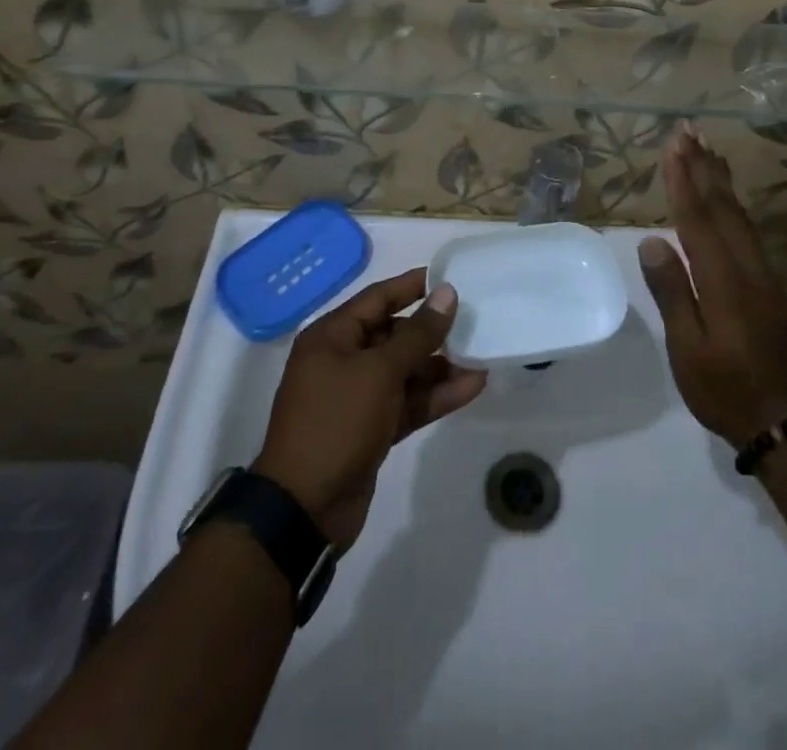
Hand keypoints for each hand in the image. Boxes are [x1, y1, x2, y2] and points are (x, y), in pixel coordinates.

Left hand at [254, 269, 486, 549]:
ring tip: (482, 356)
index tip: (449, 277)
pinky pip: (408, 402)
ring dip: (440, 366)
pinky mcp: (372, 429)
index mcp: (332, 337)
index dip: (413, 286)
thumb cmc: (336, 422)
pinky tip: (473, 386)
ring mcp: (357, 397)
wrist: (304, 509)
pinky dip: (436, 396)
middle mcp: (343, 361)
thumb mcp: (380, 371)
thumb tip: (447, 293)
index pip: (378, 298)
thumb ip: (418, 333)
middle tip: (474, 320)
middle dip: (433, 331)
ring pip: (405, 371)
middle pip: (394, 334)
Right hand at [640, 129, 786, 446]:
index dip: (684, 182)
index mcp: (724, 281)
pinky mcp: (770, 284)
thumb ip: (673, 292)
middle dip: (703, 167)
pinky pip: (749, 230)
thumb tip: (653, 241)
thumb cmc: (722, 388)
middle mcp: (747, 267)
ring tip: (707, 149)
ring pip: (740, 215)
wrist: (781, 421)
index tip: (673, 147)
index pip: (698, 220)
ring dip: (721, 180)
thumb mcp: (687, 349)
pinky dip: (734, 204)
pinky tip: (728, 197)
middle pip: (722, 207)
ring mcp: (763, 274)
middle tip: (689, 130)